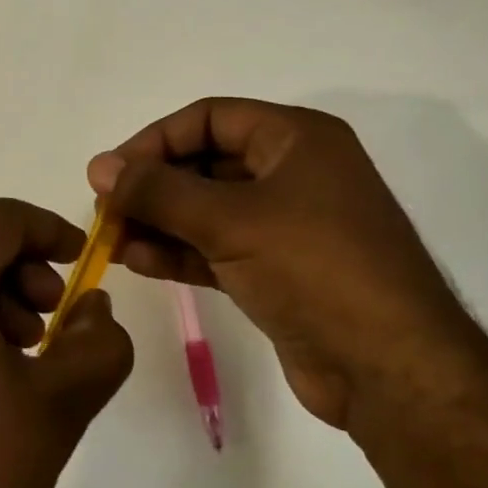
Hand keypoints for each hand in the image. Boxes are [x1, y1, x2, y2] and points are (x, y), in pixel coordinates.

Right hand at [88, 98, 473, 430]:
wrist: (389, 368)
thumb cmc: (314, 268)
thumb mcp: (230, 220)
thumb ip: (159, 191)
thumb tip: (99, 166)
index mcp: (297, 139)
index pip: (210, 119)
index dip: (156, 140)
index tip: (111, 172)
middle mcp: (293, 173)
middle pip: (206, 164)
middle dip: (153, 186)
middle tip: (106, 211)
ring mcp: (287, 225)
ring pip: (208, 210)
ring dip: (159, 222)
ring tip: (111, 241)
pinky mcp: (278, 271)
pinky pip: (218, 248)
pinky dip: (180, 252)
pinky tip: (138, 261)